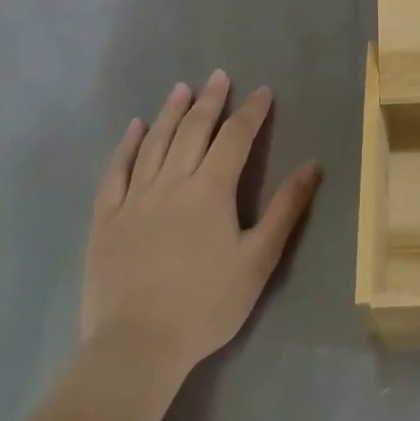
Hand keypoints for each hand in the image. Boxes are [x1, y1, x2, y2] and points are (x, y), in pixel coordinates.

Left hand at [84, 71, 321, 374]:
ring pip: (154, 143)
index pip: (235, 138)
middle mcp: (172, 182)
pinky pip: (115, 172)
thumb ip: (285, 209)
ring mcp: (135, 199)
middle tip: (219, 76)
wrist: (138, 344)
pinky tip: (133, 129)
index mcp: (211, 190)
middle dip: (210, 101)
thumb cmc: (207, 304)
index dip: (251, 112)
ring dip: (171, 113)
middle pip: (193, 131)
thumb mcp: (259, 259)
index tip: (263, 91)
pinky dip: (126, 146)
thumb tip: (312, 165)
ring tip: (181, 88)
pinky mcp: (107, 219)